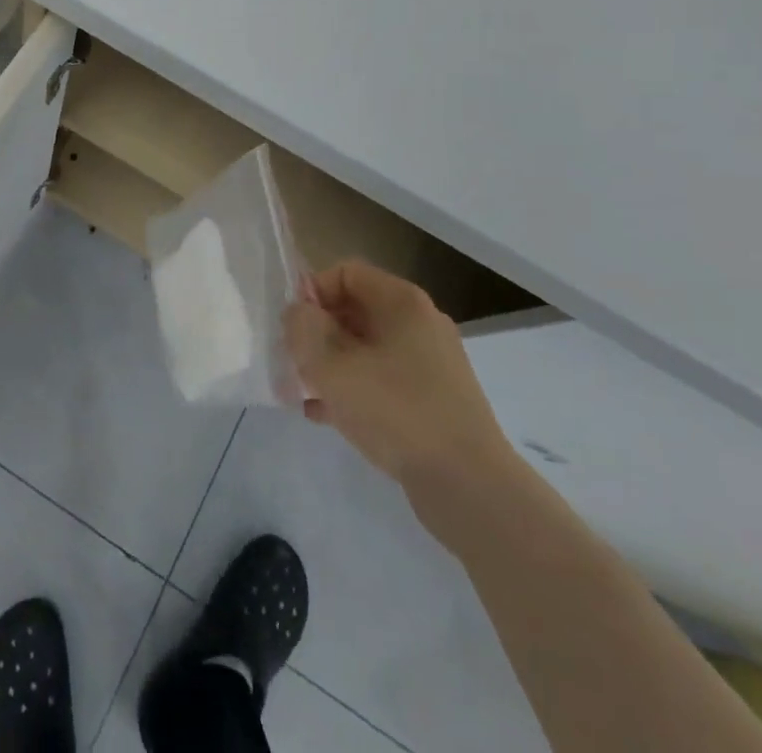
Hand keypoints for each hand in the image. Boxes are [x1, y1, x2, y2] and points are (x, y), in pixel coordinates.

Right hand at [284, 260, 520, 511]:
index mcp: (402, 302)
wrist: (470, 487)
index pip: (345, 273)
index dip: (312, 292)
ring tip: (301, 391)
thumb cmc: (397, 412)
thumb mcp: (332, 366)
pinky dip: (352, 390)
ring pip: (365, 349)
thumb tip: (299, 313)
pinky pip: (381, 381)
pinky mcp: (433, 401)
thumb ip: (304, 329)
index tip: (292, 327)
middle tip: (291, 361)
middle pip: (354, 310)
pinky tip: (324, 416)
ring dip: (330, 364)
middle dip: (317, 333)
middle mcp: (419, 323)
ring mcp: (430, 364)